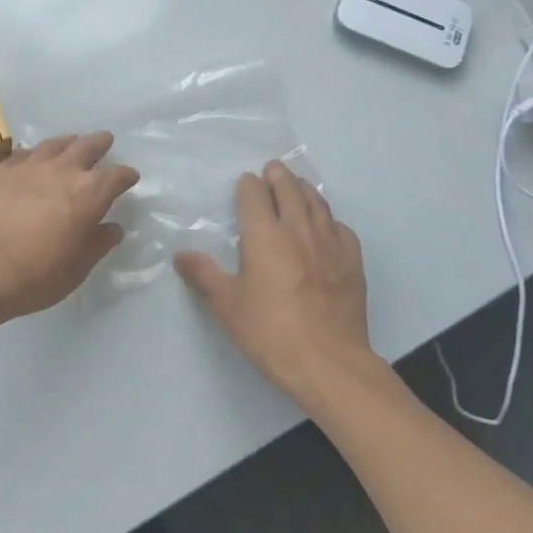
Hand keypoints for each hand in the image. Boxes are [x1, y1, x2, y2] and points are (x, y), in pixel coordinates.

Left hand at [0, 132, 139, 324]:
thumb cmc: (35, 276)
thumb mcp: (77, 269)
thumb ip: (98, 244)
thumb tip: (112, 228)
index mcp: (89, 193)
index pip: (116, 176)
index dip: (126, 176)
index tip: (130, 177)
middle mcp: (62, 170)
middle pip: (86, 147)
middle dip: (100, 143)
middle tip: (105, 140)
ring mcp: (27, 166)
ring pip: (53, 144)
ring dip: (68, 143)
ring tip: (72, 142)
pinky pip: (22, 155)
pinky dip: (34, 155)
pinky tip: (32, 159)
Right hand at [175, 161, 375, 402]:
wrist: (329, 362)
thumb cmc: (270, 331)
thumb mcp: (227, 305)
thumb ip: (204, 274)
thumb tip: (181, 254)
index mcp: (264, 235)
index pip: (255, 194)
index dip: (248, 186)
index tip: (244, 184)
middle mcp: (298, 229)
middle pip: (289, 190)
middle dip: (278, 176)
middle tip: (273, 169)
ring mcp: (330, 244)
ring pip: (317, 203)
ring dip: (304, 190)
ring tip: (298, 185)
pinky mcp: (352, 262)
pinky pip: (340, 228)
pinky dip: (329, 218)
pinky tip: (327, 226)